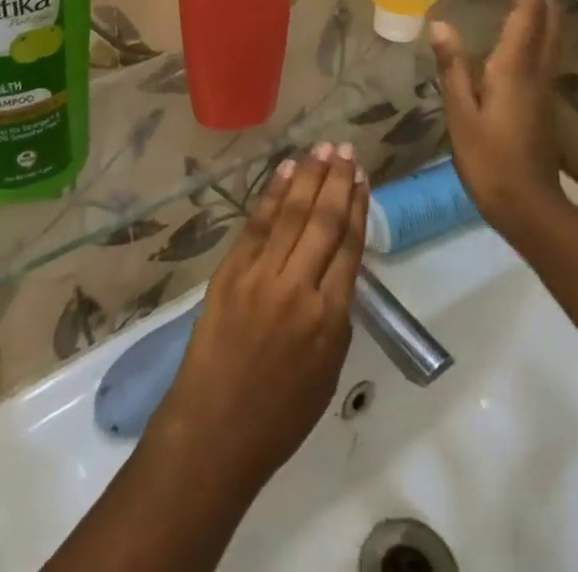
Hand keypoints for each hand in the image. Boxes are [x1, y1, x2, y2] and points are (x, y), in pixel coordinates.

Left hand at [150, 142, 368, 495]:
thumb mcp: (327, 371)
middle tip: (346, 150)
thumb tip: (337, 269)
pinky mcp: (231, 271)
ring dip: (308, 176)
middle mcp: (299, 289)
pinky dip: (273, 194)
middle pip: (324, 221)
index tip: (362, 178)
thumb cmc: (279, 415)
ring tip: (322, 148)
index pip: (349, 247)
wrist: (216, 428)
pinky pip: (257, 224)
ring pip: (292, 214)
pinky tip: (286, 170)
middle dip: (337, 181)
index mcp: (330, 319)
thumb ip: (335, 315)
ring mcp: (261, 276)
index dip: (357, 207)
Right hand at [429, 0, 568, 235]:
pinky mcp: (544, 96)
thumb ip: (453, 67)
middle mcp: (537, 68)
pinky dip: (534, 22)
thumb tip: (441, 24)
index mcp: (516, 67)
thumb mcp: (460, 113)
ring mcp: (545, 83)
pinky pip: (546, 45)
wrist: (529, 205)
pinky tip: (513, 26)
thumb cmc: (489, 160)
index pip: (526, 11)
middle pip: (548, 15)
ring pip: (551, 30)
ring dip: (536, 2)